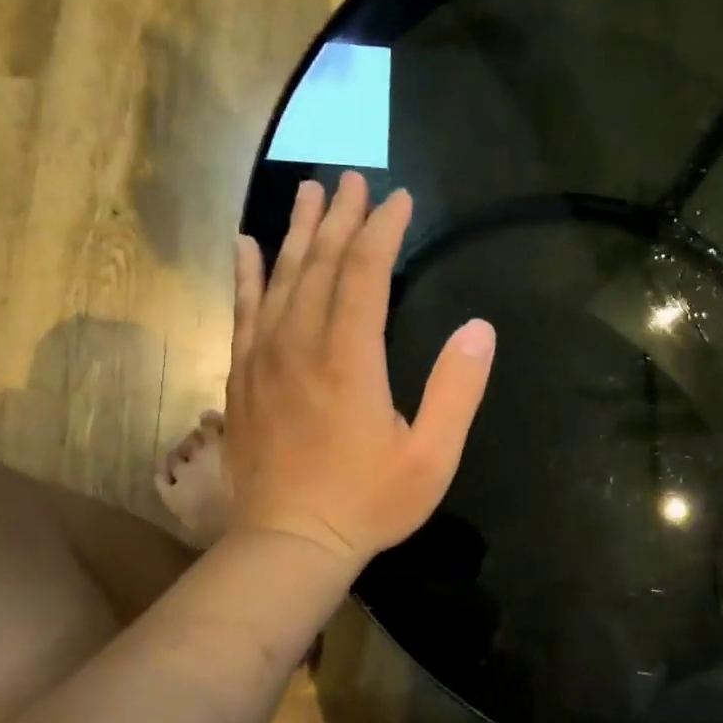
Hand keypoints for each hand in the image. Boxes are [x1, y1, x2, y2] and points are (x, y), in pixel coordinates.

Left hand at [222, 172, 495, 567]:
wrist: (289, 542)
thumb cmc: (368, 502)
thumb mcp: (432, 456)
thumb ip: (457, 389)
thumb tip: (480, 327)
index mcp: (350, 358)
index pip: (365, 273)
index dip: (383, 231)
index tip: (400, 199)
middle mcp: (301, 344)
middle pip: (320, 264)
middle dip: (342, 218)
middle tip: (355, 180)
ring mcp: (264, 358)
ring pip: (280, 278)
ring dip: (298, 232)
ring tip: (310, 192)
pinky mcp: (243, 376)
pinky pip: (243, 311)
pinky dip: (247, 274)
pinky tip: (247, 246)